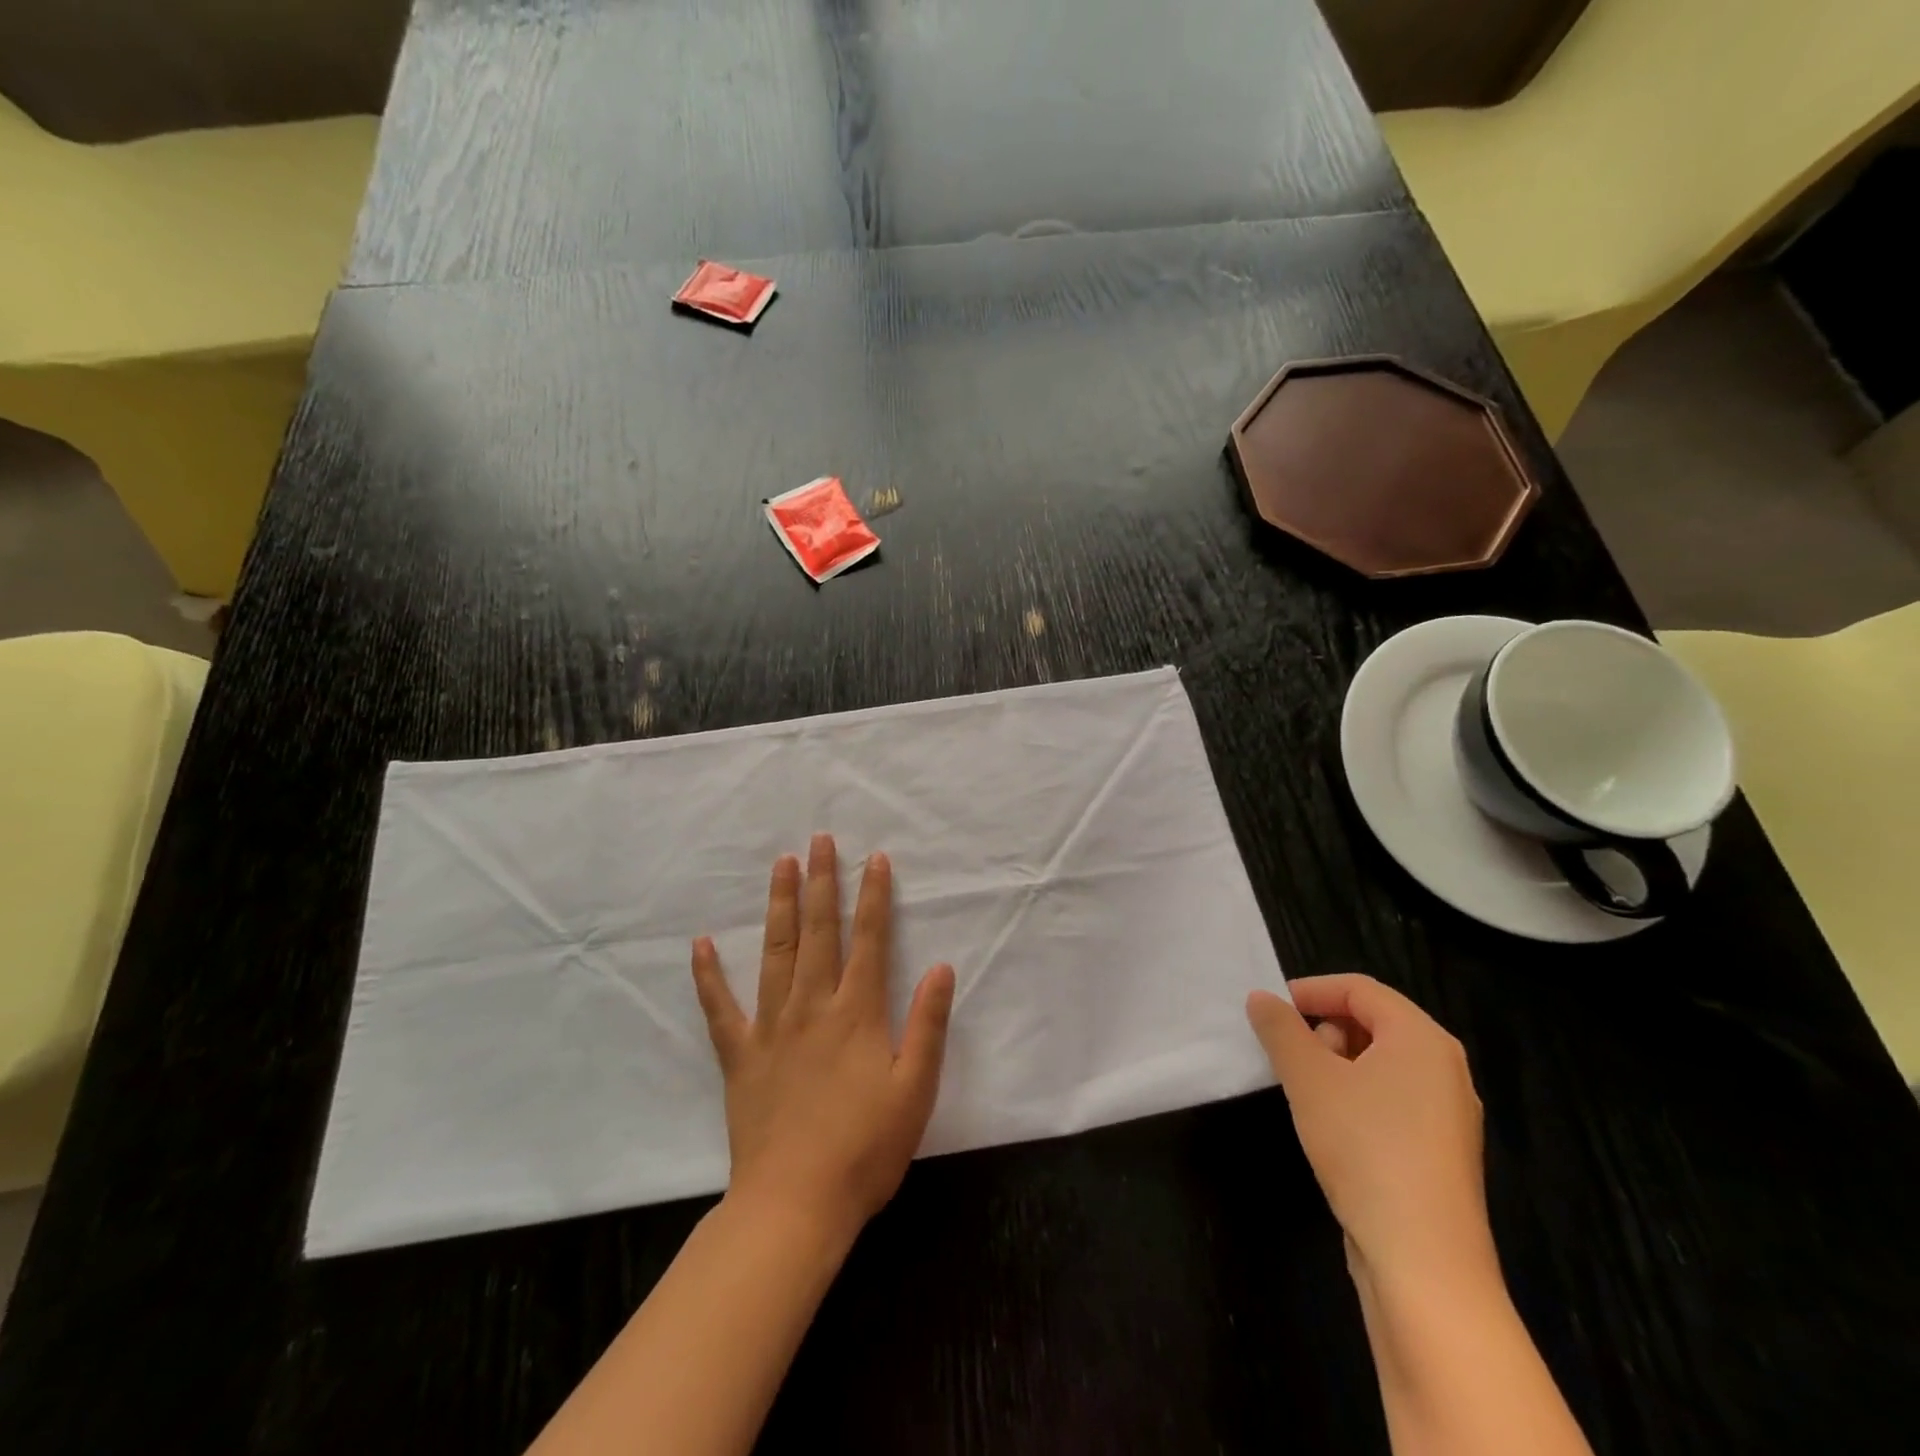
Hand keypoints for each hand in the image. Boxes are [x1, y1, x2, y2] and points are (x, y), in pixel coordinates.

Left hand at [692, 834, 955, 1236]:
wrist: (795, 1205)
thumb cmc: (865, 1149)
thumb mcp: (915, 1090)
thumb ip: (928, 1025)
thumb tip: (940, 967)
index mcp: (857, 1012)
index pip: (870, 940)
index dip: (874, 897)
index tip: (875, 859)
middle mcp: (812, 1006)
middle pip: (818, 931)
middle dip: (821, 882)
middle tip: (819, 840)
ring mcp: (770, 1027)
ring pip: (775, 952)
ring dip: (779, 905)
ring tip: (781, 865)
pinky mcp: (740, 1055)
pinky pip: (720, 1008)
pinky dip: (708, 975)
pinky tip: (700, 944)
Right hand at [1247, 975, 1494, 1290]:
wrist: (1423, 1260)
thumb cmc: (1365, 1146)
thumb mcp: (1308, 1078)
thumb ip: (1280, 1029)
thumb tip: (1261, 999)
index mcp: (1422, 1039)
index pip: (1360, 989)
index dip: (1311, 991)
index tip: (1271, 1011)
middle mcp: (1445, 1068)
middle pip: (1374, 1022)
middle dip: (1324, 1030)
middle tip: (1291, 1057)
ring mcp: (1448, 1114)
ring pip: (1382, 1064)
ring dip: (1337, 1065)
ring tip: (1307, 1093)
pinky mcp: (1441, 1153)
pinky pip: (1393, 1100)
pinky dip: (1357, 1097)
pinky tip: (1332, 1128)